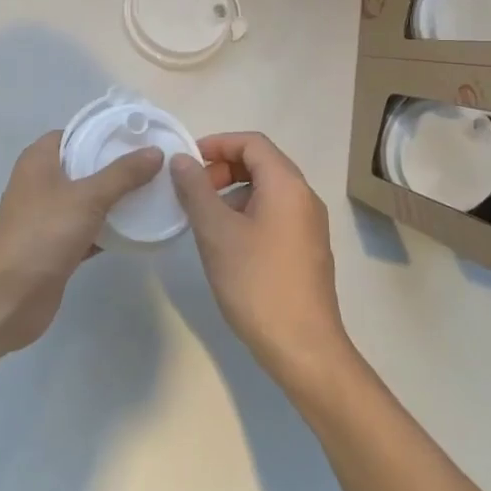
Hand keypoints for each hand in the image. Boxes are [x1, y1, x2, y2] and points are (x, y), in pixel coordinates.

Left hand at [0, 131, 163, 352]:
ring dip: (114, 199)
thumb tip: (155, 151)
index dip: (103, 132)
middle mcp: (40, 183)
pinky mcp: (55, 246)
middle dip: (115, 167)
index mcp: (39, 160)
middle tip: (153, 165)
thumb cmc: (44, 233)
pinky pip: (87, 229)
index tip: (138, 136)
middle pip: (83, 166)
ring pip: (86, 200)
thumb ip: (122, 174)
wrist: (10, 295)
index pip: (75, 133)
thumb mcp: (87, 197)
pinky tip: (137, 230)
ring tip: (153, 193)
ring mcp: (46, 216)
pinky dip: (108, 230)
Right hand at [170, 132, 354, 390]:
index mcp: (287, 185)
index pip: (252, 142)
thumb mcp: (216, 232)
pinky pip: (274, 214)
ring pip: (266, 191)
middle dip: (222, 169)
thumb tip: (181, 160)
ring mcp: (309, 226)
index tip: (187, 163)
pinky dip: (246, 214)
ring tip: (204, 220)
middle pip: (261, 163)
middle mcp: (304, 198)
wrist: (303, 348)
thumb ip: (195, 189)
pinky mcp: (306, 250)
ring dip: (232, 193)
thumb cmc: (256, 282)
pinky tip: (226, 244)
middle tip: (192, 191)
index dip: (217, 144)